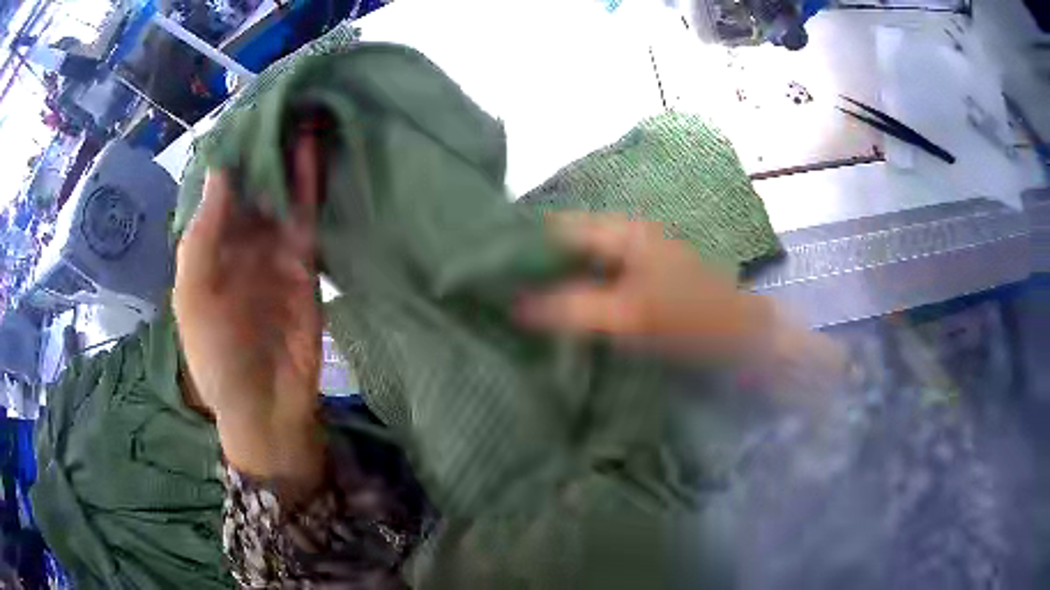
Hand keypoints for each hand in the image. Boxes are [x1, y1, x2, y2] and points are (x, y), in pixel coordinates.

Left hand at [174, 134, 323, 487]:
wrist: (265, 405)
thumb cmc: (216, 358)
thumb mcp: (193, 297)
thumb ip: (202, 236)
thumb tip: (221, 169)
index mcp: (207, 247)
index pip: (216, 187)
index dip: (227, 148)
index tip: (243, 108)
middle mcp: (238, 240)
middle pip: (250, 182)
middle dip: (261, 143)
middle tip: (279, 96)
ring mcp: (272, 248)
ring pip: (279, 191)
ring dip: (287, 154)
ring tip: (301, 109)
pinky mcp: (304, 260)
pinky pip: (305, 214)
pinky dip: (309, 183)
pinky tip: (315, 149)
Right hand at [519, 214, 845, 401]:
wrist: (744, 337)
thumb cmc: (691, 319)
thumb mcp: (629, 315)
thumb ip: (571, 307)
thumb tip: (513, 304)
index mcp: (621, 231)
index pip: (554, 227)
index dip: (518, 245)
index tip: (483, 268)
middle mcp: (623, 236)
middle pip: (563, 244)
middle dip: (530, 265)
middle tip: (492, 290)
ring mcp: (633, 259)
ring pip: (578, 264)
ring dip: (550, 281)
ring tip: (511, 303)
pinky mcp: (639, 282)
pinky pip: (594, 282)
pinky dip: (572, 294)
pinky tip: (552, 314)